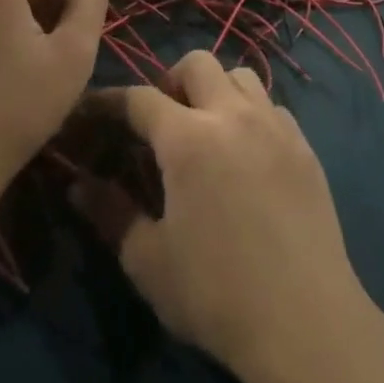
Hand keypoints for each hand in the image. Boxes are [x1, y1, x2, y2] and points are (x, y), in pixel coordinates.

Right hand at [70, 51, 370, 382]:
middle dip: (170, 80)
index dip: (110, 101)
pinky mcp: (304, 145)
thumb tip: (79, 184)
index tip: (92, 111)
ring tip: (206, 130)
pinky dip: (252, 114)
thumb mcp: (148, 260)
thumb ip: (111, 213)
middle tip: (160, 121)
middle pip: (197, 64)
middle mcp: (233, 115)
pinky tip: (247, 153)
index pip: (140, 98)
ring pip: (241, 76)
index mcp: (189, 139)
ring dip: (216, 90)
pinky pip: (273, 107)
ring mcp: (275, 126)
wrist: (303, 318)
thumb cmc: (215, 292)